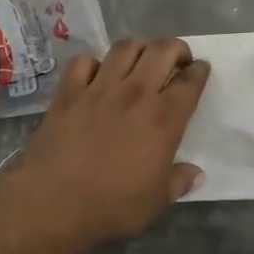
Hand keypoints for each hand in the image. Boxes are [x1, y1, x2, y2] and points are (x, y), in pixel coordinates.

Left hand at [8, 37, 210, 242]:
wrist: (53, 203)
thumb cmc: (112, 206)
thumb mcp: (156, 201)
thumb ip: (179, 182)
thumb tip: (196, 173)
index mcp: (164, 118)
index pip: (190, 82)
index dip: (199, 71)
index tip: (200, 70)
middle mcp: (135, 93)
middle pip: (162, 50)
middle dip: (176, 48)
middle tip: (177, 60)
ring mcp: (99, 88)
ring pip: (125, 47)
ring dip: (139, 48)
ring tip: (141, 59)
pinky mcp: (68, 92)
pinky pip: (83, 61)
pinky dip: (93, 63)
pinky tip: (96, 75)